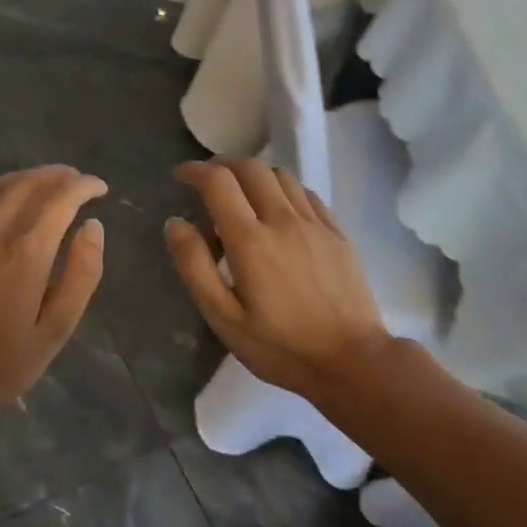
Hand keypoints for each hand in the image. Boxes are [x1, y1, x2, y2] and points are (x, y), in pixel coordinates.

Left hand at [0, 165, 107, 424]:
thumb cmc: (3, 362)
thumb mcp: (57, 328)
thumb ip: (82, 274)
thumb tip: (93, 227)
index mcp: (28, 252)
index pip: (61, 200)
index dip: (84, 187)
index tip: (99, 188)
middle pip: (29, 184)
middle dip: (58, 176)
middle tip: (75, 180)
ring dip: (26, 177)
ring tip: (45, 181)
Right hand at [165, 159, 392, 403]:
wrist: (352, 361)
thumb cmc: (280, 347)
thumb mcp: (224, 318)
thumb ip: (194, 267)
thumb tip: (175, 223)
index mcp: (251, 241)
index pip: (219, 182)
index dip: (195, 171)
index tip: (181, 176)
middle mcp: (283, 220)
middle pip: (251, 167)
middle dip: (223, 165)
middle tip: (207, 182)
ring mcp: (315, 224)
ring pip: (281, 175)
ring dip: (254, 175)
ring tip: (242, 196)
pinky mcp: (337, 233)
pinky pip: (306, 194)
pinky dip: (284, 190)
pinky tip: (279, 211)